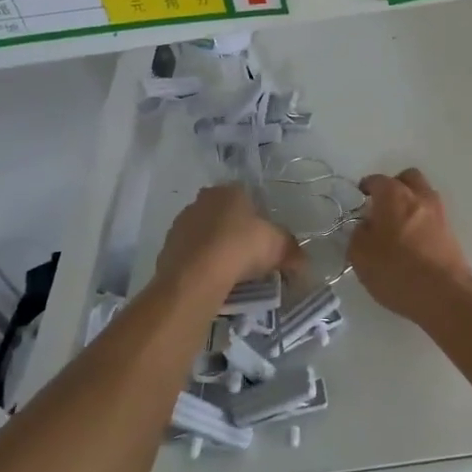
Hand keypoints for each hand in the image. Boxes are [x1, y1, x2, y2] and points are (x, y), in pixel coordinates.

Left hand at [154, 185, 299, 300]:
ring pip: (204, 234)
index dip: (257, 217)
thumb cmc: (241, 248)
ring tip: (230, 273)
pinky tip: (211, 281)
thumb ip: (293, 251)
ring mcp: (181, 223)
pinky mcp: (166, 248)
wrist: (196, 276)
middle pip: (223, 214)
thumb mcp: (279, 247)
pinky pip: (190, 254)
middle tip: (249, 256)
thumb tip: (304, 264)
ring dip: (215, 248)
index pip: (246, 196)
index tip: (263, 239)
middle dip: (234, 232)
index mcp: (229, 191)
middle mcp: (202, 200)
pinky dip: (200, 264)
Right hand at [348, 169, 471, 323]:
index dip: (367, 187)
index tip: (360, 197)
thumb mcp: (360, 255)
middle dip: (394, 186)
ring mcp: (439, 213)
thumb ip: (358, 234)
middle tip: (382, 207)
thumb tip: (366, 226)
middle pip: (408, 178)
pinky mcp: (451, 232)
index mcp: (394, 195)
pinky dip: (422, 221)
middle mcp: (419, 196)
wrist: (444, 294)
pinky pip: (432, 216)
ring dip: (411, 203)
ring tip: (397, 226)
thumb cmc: (396, 270)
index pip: (377, 180)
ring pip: (423, 195)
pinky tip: (412, 242)